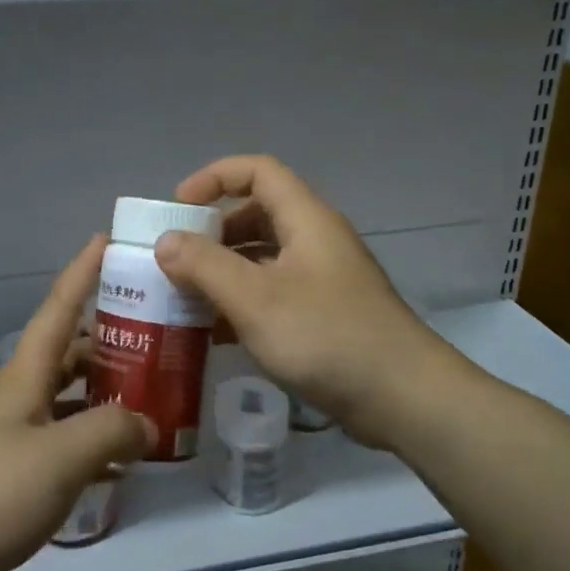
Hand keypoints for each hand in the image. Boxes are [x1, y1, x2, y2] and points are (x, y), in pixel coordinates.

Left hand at [0, 235, 151, 570]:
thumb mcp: (61, 456)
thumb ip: (112, 431)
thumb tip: (149, 423)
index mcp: (28, 373)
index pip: (60, 306)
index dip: (84, 270)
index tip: (109, 238)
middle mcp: (22, 393)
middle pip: (71, 350)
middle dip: (111, 337)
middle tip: (159, 335)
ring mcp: (16, 433)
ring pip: (69, 396)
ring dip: (106, 392)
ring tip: (153, 394)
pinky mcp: (14, 471)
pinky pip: (64, 441)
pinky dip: (93, 442)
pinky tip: (122, 460)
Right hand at [155, 155, 457, 448]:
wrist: (404, 399)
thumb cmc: (327, 337)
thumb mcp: (255, 299)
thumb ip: (205, 266)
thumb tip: (165, 241)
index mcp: (306, 219)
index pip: (257, 171)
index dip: (213, 178)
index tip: (177, 208)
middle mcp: (316, 240)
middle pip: (257, 213)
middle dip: (212, 231)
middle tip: (175, 259)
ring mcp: (323, 279)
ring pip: (263, 257)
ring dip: (224, 271)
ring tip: (186, 297)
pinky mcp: (325, 314)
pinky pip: (274, 292)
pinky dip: (243, 302)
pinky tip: (216, 333)